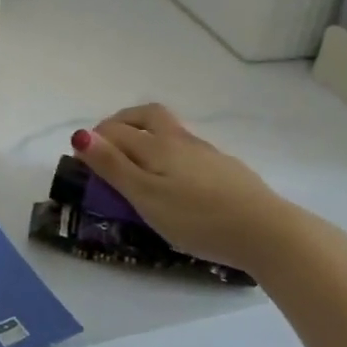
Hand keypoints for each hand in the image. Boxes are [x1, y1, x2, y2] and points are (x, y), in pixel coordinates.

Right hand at [72, 104, 328, 273]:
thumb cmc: (197, 218)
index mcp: (156, 145)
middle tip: (108, 141)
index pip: (115, 130)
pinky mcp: (226, 169)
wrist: (266, 231)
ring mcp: (207, 153)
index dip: (94, 139)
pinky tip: (176, 179)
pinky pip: (188, 149)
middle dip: (122, 121)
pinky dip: (170, 153)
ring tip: (138, 160)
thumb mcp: (146, 196)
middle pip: (147, 115)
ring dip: (147, 134)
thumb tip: (80, 134)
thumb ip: (113, 166)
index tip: (81, 158)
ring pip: (170, 131)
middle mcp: (180, 140)